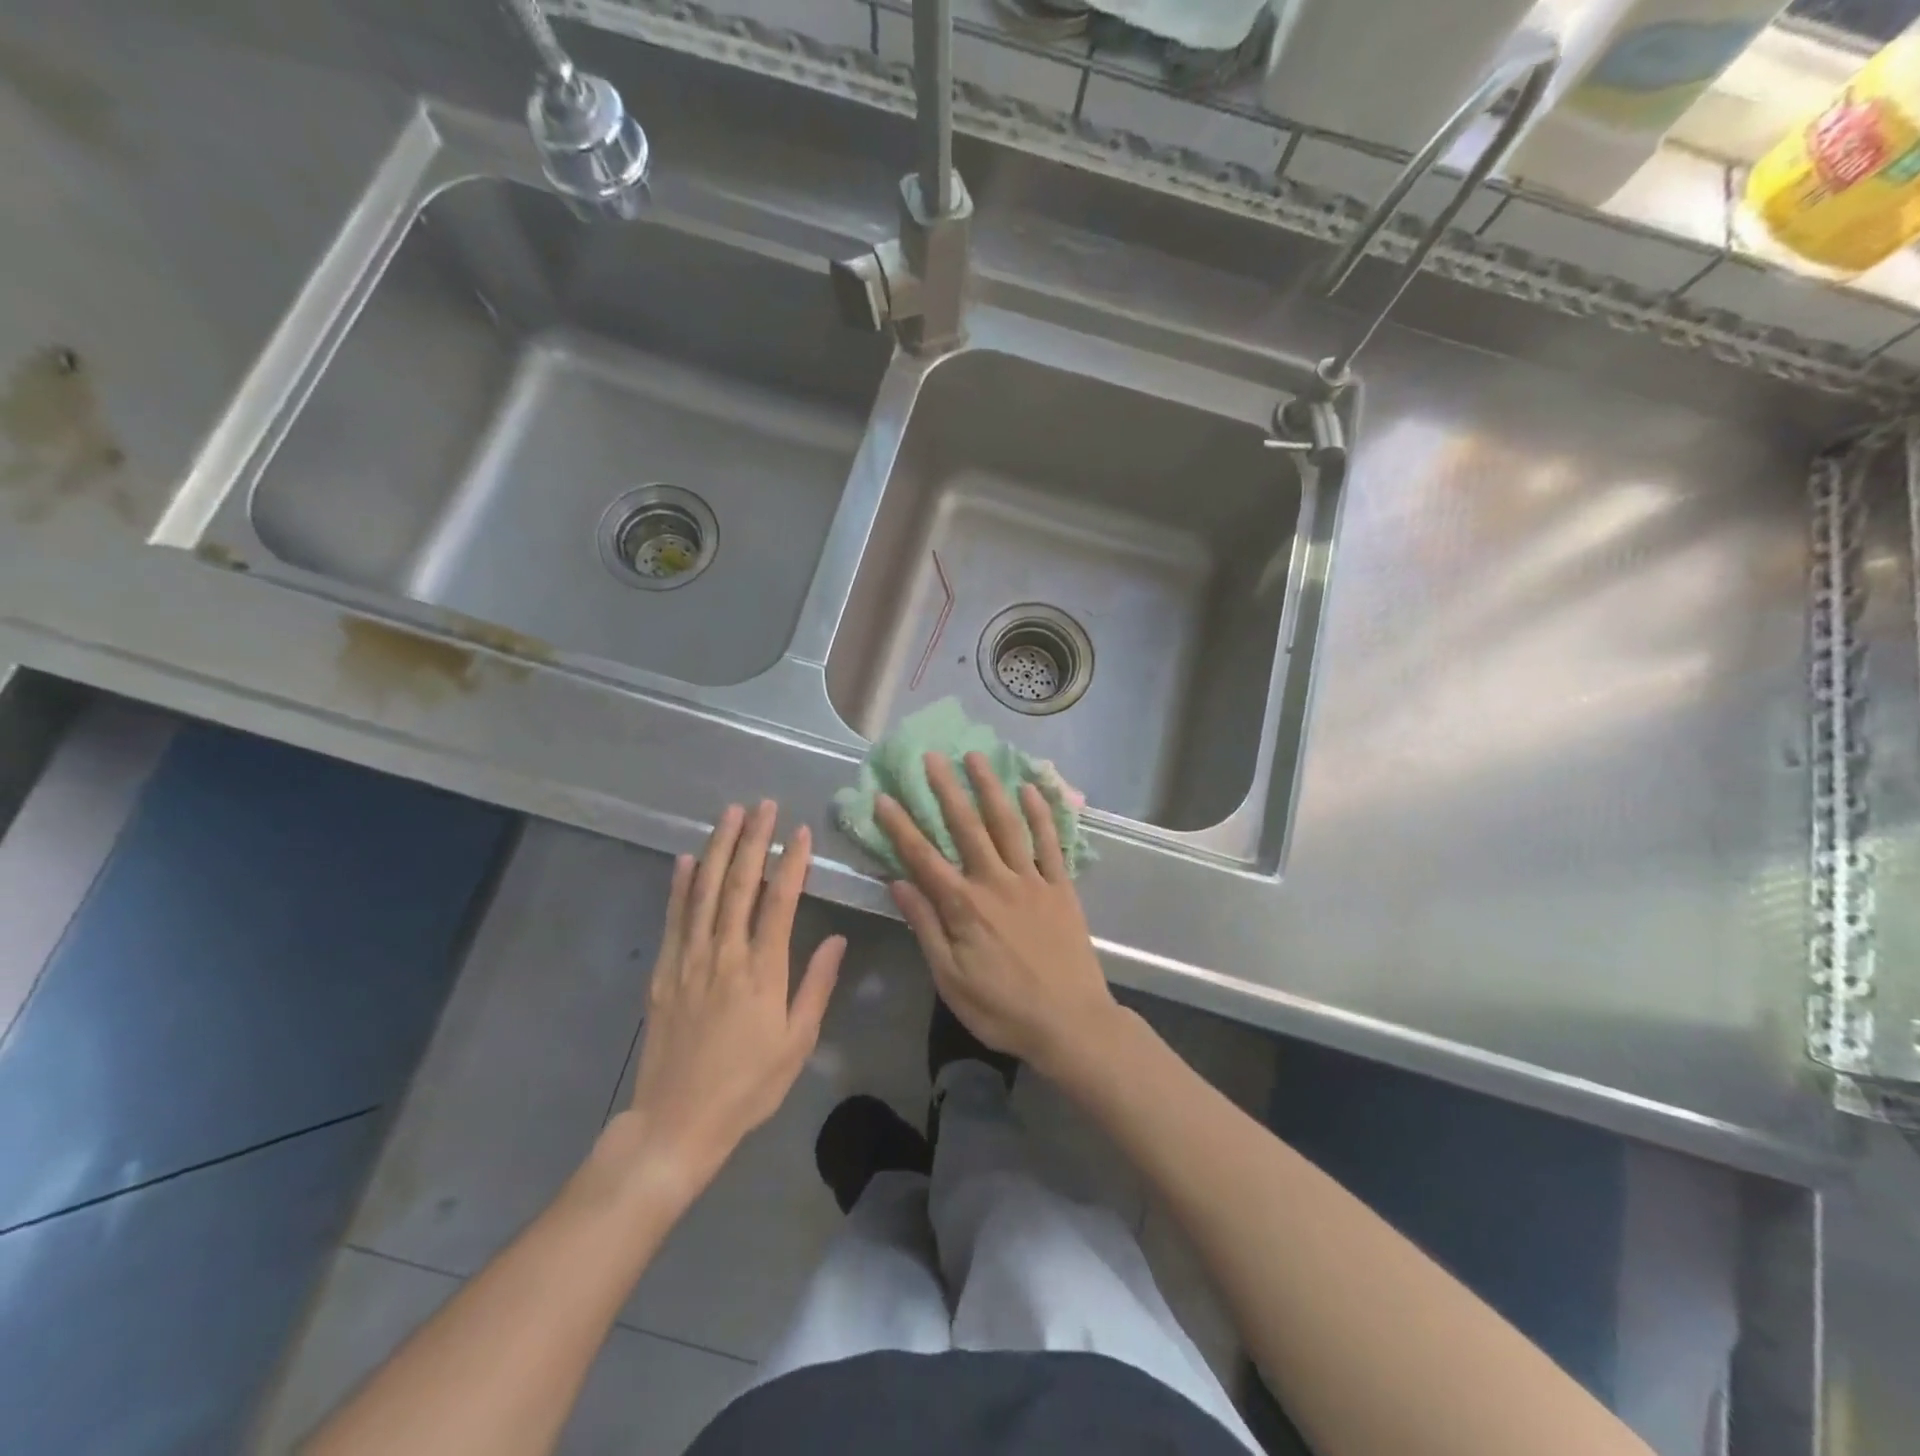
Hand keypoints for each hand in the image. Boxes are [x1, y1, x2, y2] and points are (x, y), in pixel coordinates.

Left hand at [616, 801, 844, 1199]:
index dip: (791, 863)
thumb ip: (816, 985)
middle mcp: (724, 955)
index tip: (800, 832)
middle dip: (752, 840)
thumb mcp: (797, 1042)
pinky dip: (679, 885)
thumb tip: (836, 938)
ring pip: (704, 891)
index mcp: (762, 971)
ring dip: (717, 848)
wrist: (677, 1122)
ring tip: (728, 814)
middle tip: (762, 804)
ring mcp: (688, 959)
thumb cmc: (748, 1085)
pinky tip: (685, 859)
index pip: (780, 902)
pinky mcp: (663, 971)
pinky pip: (673, 918)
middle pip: (739, 884)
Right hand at [876, 753, 1117, 1078]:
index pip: (923, 858)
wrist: (1070, 1023)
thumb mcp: (950, 978)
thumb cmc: (1003, 1009)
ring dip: (990, 788)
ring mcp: (1032, 880)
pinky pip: (1050, 842)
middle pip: (966, 827)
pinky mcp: (1061, 886)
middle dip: (946, 789)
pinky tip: (1030, 789)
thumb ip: (925, 927)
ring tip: (976, 757)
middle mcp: (996, 882)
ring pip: (1008, 824)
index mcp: (964, 906)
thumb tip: (898, 883)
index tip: (884, 796)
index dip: (901, 826)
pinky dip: (1040, 813)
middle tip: (932, 756)